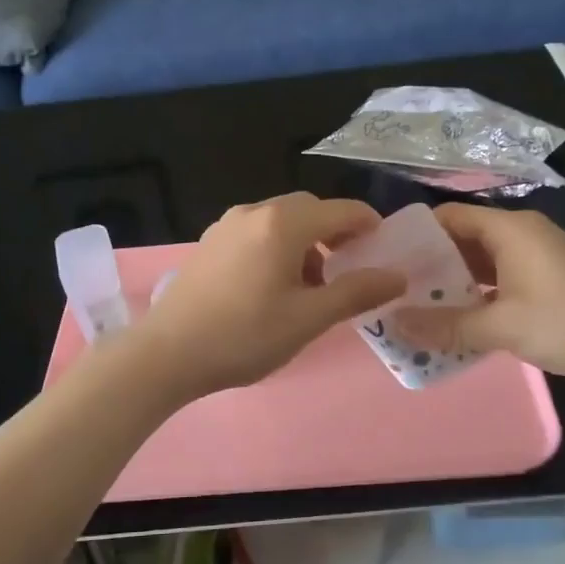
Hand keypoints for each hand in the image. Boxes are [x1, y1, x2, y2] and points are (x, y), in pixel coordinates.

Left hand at [124, 193, 405, 400]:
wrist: (167, 353)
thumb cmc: (244, 336)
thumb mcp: (308, 318)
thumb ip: (356, 292)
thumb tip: (397, 276)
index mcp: (283, 224)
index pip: (340, 210)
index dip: (369, 224)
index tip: (384, 248)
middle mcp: (254, 213)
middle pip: (308, 210)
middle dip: (335, 233)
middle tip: (349, 268)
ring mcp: (226, 226)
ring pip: (280, 221)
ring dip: (305, 242)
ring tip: (311, 285)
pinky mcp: (209, 244)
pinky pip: (256, 233)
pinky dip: (277, 247)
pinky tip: (272, 286)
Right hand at [393, 203, 564, 396]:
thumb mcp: (503, 326)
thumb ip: (447, 326)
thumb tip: (395, 324)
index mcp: (511, 230)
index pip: (450, 217)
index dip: (416, 234)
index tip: (384, 260)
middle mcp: (521, 239)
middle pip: (462, 242)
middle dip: (428, 267)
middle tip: (391, 292)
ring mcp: (536, 265)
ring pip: (480, 269)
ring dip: (451, 288)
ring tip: (412, 311)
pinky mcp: (546, 290)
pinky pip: (499, 289)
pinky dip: (475, 303)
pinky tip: (451, 327)